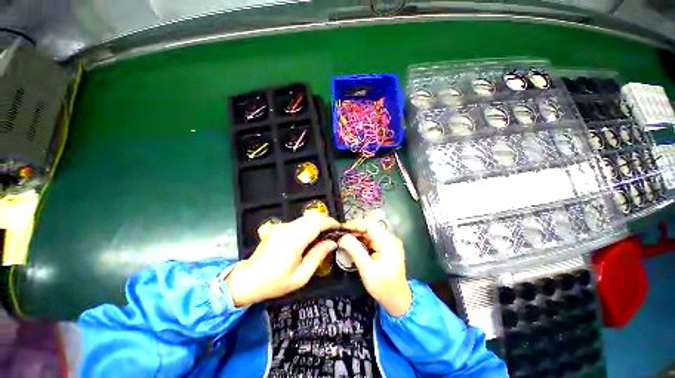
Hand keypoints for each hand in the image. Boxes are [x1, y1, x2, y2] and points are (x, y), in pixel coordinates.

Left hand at [227, 215, 339, 306]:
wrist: (248, 280)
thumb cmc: (275, 282)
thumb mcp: (301, 276)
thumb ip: (318, 256)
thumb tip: (332, 243)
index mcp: (293, 240)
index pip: (316, 224)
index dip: (330, 223)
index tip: (339, 227)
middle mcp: (287, 229)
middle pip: (312, 218)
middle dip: (326, 221)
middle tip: (335, 230)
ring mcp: (281, 227)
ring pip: (305, 218)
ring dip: (317, 222)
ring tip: (326, 233)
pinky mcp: (278, 228)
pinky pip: (298, 222)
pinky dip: (308, 225)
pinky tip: (311, 235)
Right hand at [338, 220, 411, 316]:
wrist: (397, 300)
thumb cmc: (383, 287)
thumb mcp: (367, 270)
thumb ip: (355, 251)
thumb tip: (343, 237)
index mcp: (388, 242)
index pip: (370, 225)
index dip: (355, 224)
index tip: (341, 228)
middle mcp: (389, 239)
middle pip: (369, 228)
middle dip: (354, 230)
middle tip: (340, 235)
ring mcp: (388, 243)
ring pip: (369, 233)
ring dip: (356, 235)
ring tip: (343, 239)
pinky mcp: (385, 248)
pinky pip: (370, 240)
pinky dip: (361, 241)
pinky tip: (352, 244)